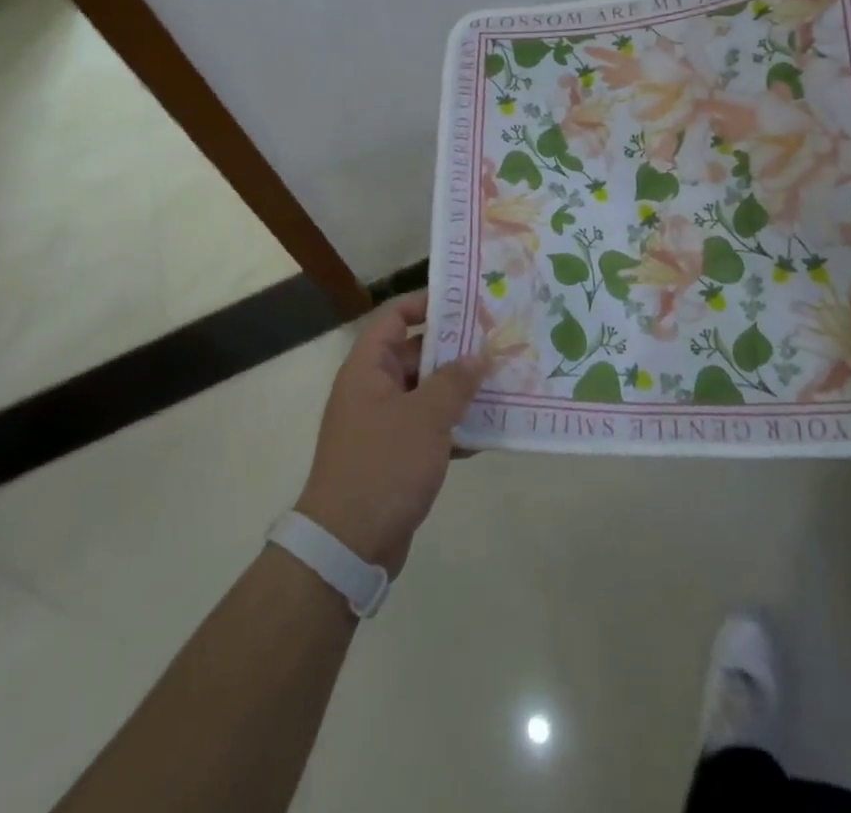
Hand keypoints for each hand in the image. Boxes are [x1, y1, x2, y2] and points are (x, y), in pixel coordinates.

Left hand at [295, 290, 487, 574]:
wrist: (347, 547)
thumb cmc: (383, 466)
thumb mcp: (425, 417)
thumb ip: (455, 381)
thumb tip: (479, 354)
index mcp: (368, 369)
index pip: (394, 317)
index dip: (426, 304)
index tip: (466, 304)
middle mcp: (372, 389)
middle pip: (415, 353)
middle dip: (455, 350)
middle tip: (497, 342)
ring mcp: (382, 424)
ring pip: (426, 392)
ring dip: (460, 389)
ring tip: (503, 381)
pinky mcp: (394, 457)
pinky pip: (428, 427)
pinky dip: (454, 426)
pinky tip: (490, 429)